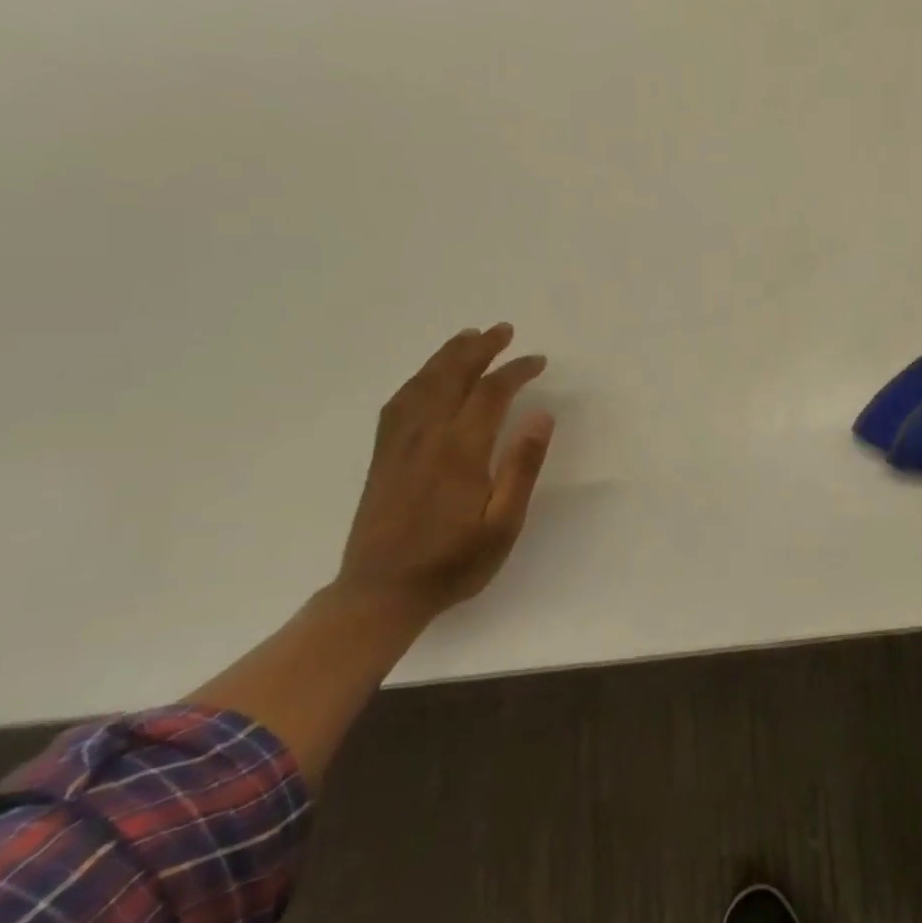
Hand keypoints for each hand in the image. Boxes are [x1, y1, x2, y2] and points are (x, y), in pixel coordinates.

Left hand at [334, 323, 554, 619]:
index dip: (515, 371)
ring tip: (468, 337)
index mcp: (460, 451)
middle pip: (451, 376)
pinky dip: (418, 379)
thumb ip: (521, 467)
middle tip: (502, 330)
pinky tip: (428, 378)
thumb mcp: (503, 524)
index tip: (537, 360)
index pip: (490, 393)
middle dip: (478, 349)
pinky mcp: (383, 455)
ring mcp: (398, 444)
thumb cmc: (454, 562)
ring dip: (447, 355)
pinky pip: (399, 402)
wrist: (381, 592)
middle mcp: (426, 436)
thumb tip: (540, 414)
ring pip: (422, 383)